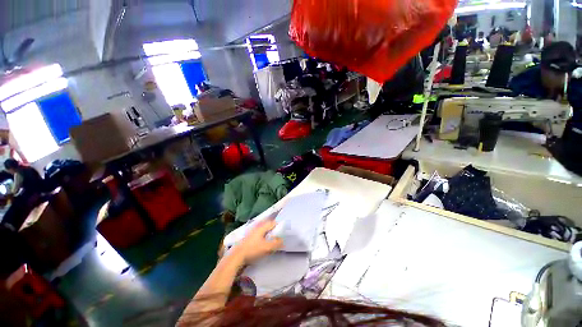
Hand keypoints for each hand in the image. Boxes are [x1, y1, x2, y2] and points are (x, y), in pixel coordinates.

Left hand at [230, 218, 282, 264]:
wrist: (237, 256)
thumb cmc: (252, 249)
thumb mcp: (267, 247)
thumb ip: (276, 243)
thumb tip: (282, 240)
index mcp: (262, 226)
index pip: (273, 222)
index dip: (279, 226)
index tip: (282, 232)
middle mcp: (257, 227)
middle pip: (268, 225)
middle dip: (273, 230)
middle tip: (278, 236)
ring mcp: (252, 231)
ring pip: (263, 230)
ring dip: (268, 233)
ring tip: (271, 241)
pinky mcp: (249, 237)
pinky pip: (259, 234)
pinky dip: (263, 237)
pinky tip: (263, 243)